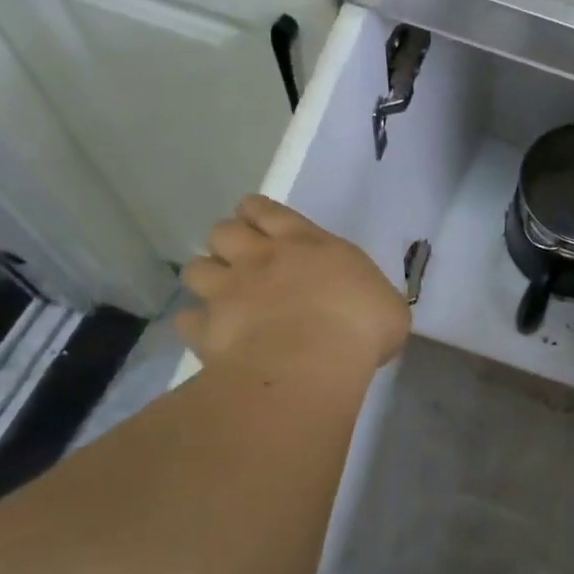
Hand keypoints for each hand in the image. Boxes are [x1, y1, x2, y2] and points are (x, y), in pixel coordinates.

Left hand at [175, 196, 408, 374]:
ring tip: (220, 294)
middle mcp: (260, 259)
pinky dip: (196, 324)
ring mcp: (228, 292)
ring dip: (207, 277)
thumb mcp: (386, 307)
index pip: (267, 211)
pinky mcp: (206, 329)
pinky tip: (209, 334)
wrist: (311, 362)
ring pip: (196, 268)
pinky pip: (187, 319)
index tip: (257, 220)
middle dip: (228, 240)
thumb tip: (369, 310)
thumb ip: (367, 297)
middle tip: (242, 259)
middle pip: (224, 230)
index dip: (257, 212)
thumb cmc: (360, 327)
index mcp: (306, 244)